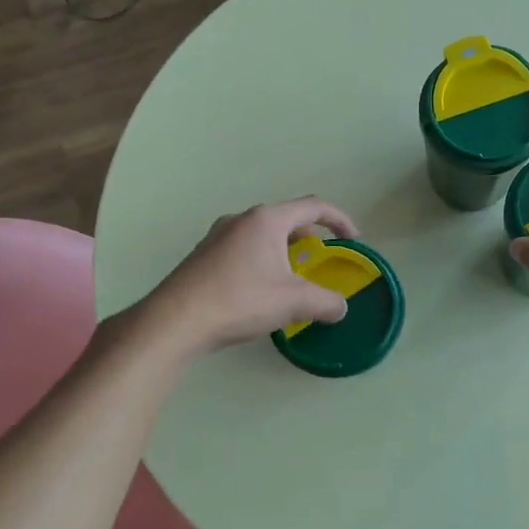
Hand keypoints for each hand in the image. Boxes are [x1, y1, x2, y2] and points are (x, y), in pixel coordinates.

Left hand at [138, 197, 359, 355]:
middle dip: (310, 239)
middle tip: (321, 262)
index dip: (340, 220)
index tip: (353, 240)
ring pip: (263, 235)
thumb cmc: (239, 301)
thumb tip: (341, 307)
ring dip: (284, 252)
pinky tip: (260, 291)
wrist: (175, 321)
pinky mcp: (204, 255)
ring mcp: (218, 236)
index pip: (314, 207)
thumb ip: (326, 302)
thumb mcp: (292, 302)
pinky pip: (244, 249)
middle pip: (287, 219)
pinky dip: (262, 261)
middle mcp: (241, 219)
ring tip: (292, 280)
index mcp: (267, 220)